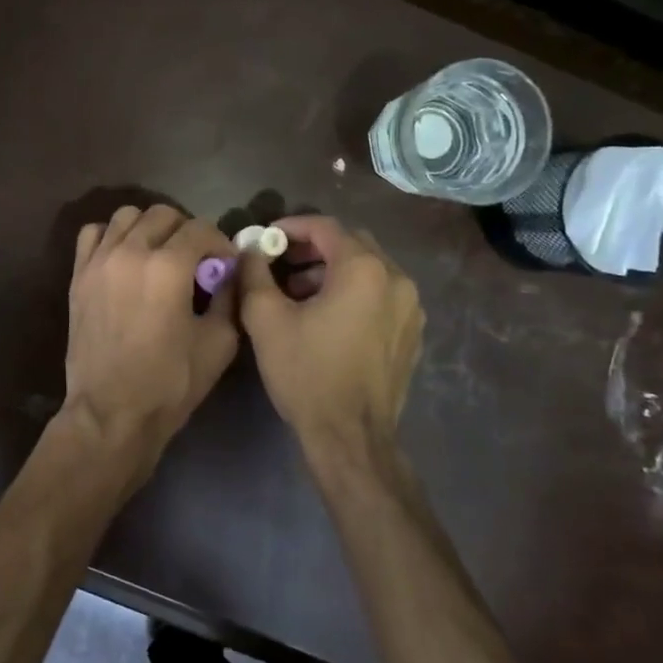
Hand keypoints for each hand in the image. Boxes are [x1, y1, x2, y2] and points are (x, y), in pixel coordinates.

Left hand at [63, 205, 239, 481]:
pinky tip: (124, 260)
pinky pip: (93, 234)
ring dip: (149, 228)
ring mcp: (99, 261)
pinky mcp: (78, 276)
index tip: (225, 265)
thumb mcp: (219, 342)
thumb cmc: (170, 383)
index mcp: (168, 267)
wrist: (111, 413)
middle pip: (163, 214)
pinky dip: (112, 237)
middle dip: (186, 231)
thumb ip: (229, 296)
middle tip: (195, 260)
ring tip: (158, 256)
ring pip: (126, 216)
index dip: (219, 243)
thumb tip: (230, 271)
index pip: (200, 228)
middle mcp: (130, 252)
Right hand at [238, 216, 424, 460]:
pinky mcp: (412, 333)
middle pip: (351, 244)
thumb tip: (251, 249)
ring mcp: (411, 308)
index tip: (264, 238)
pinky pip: (380, 296)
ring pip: (367, 270)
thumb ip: (254, 273)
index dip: (291, 226)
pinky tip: (326, 318)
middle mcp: (396, 279)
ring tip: (296, 293)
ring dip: (331, 272)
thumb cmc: (306, 372)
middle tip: (279, 262)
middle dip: (312, 248)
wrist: (350, 436)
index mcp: (364, 269)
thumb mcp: (266, 320)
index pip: (325, 227)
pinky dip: (352, 293)